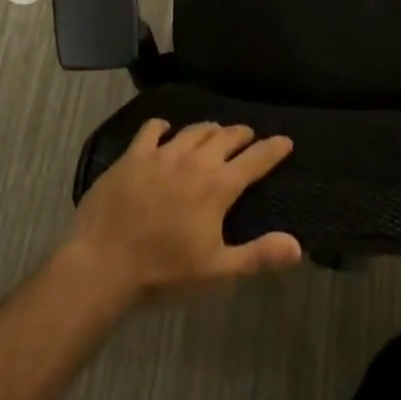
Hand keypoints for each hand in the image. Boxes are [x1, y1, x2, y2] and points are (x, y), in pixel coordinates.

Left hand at [66, 121, 302, 305]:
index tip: (286, 141)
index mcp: (218, 186)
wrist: (102, 265)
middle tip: (249, 136)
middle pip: (226, 136)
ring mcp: (162, 154)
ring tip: (215, 132)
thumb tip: (298, 247)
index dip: (274, 149)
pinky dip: (164, 127)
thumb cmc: (163, 272)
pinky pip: (152, 129)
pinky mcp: (133, 156)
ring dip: (210, 129)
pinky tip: (165, 130)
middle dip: (242, 134)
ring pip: (194, 130)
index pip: (256, 159)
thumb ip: (258, 255)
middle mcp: (195, 161)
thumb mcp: (217, 271)